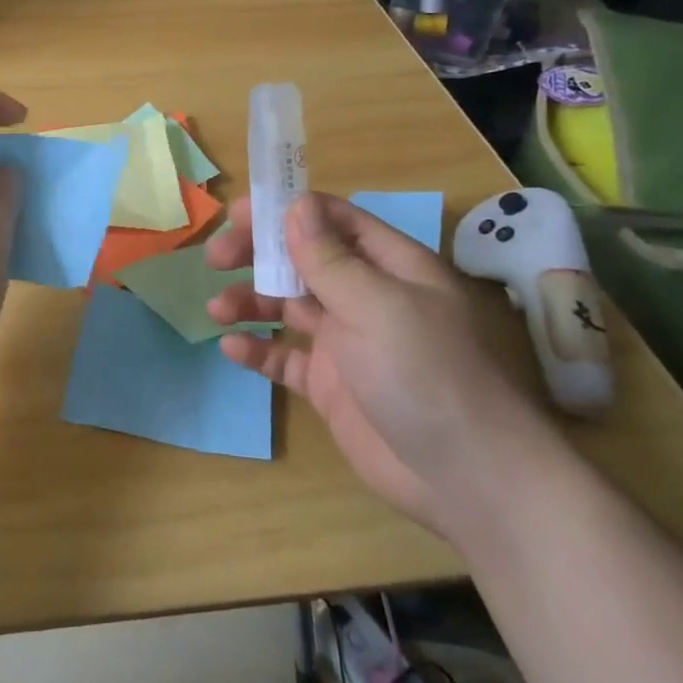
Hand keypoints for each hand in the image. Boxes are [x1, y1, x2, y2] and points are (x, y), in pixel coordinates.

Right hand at [206, 193, 556, 535]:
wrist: (466, 478)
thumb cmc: (425, 373)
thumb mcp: (376, 305)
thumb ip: (329, 258)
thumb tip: (295, 205)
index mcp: (388, 266)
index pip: (332, 220)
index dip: (285, 211)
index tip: (236, 216)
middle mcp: (365, 296)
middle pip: (301, 260)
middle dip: (257, 254)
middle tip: (216, 259)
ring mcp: (347, 342)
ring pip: (286, 307)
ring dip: (250, 301)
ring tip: (217, 310)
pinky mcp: (331, 386)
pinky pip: (285, 357)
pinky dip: (257, 350)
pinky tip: (231, 349)